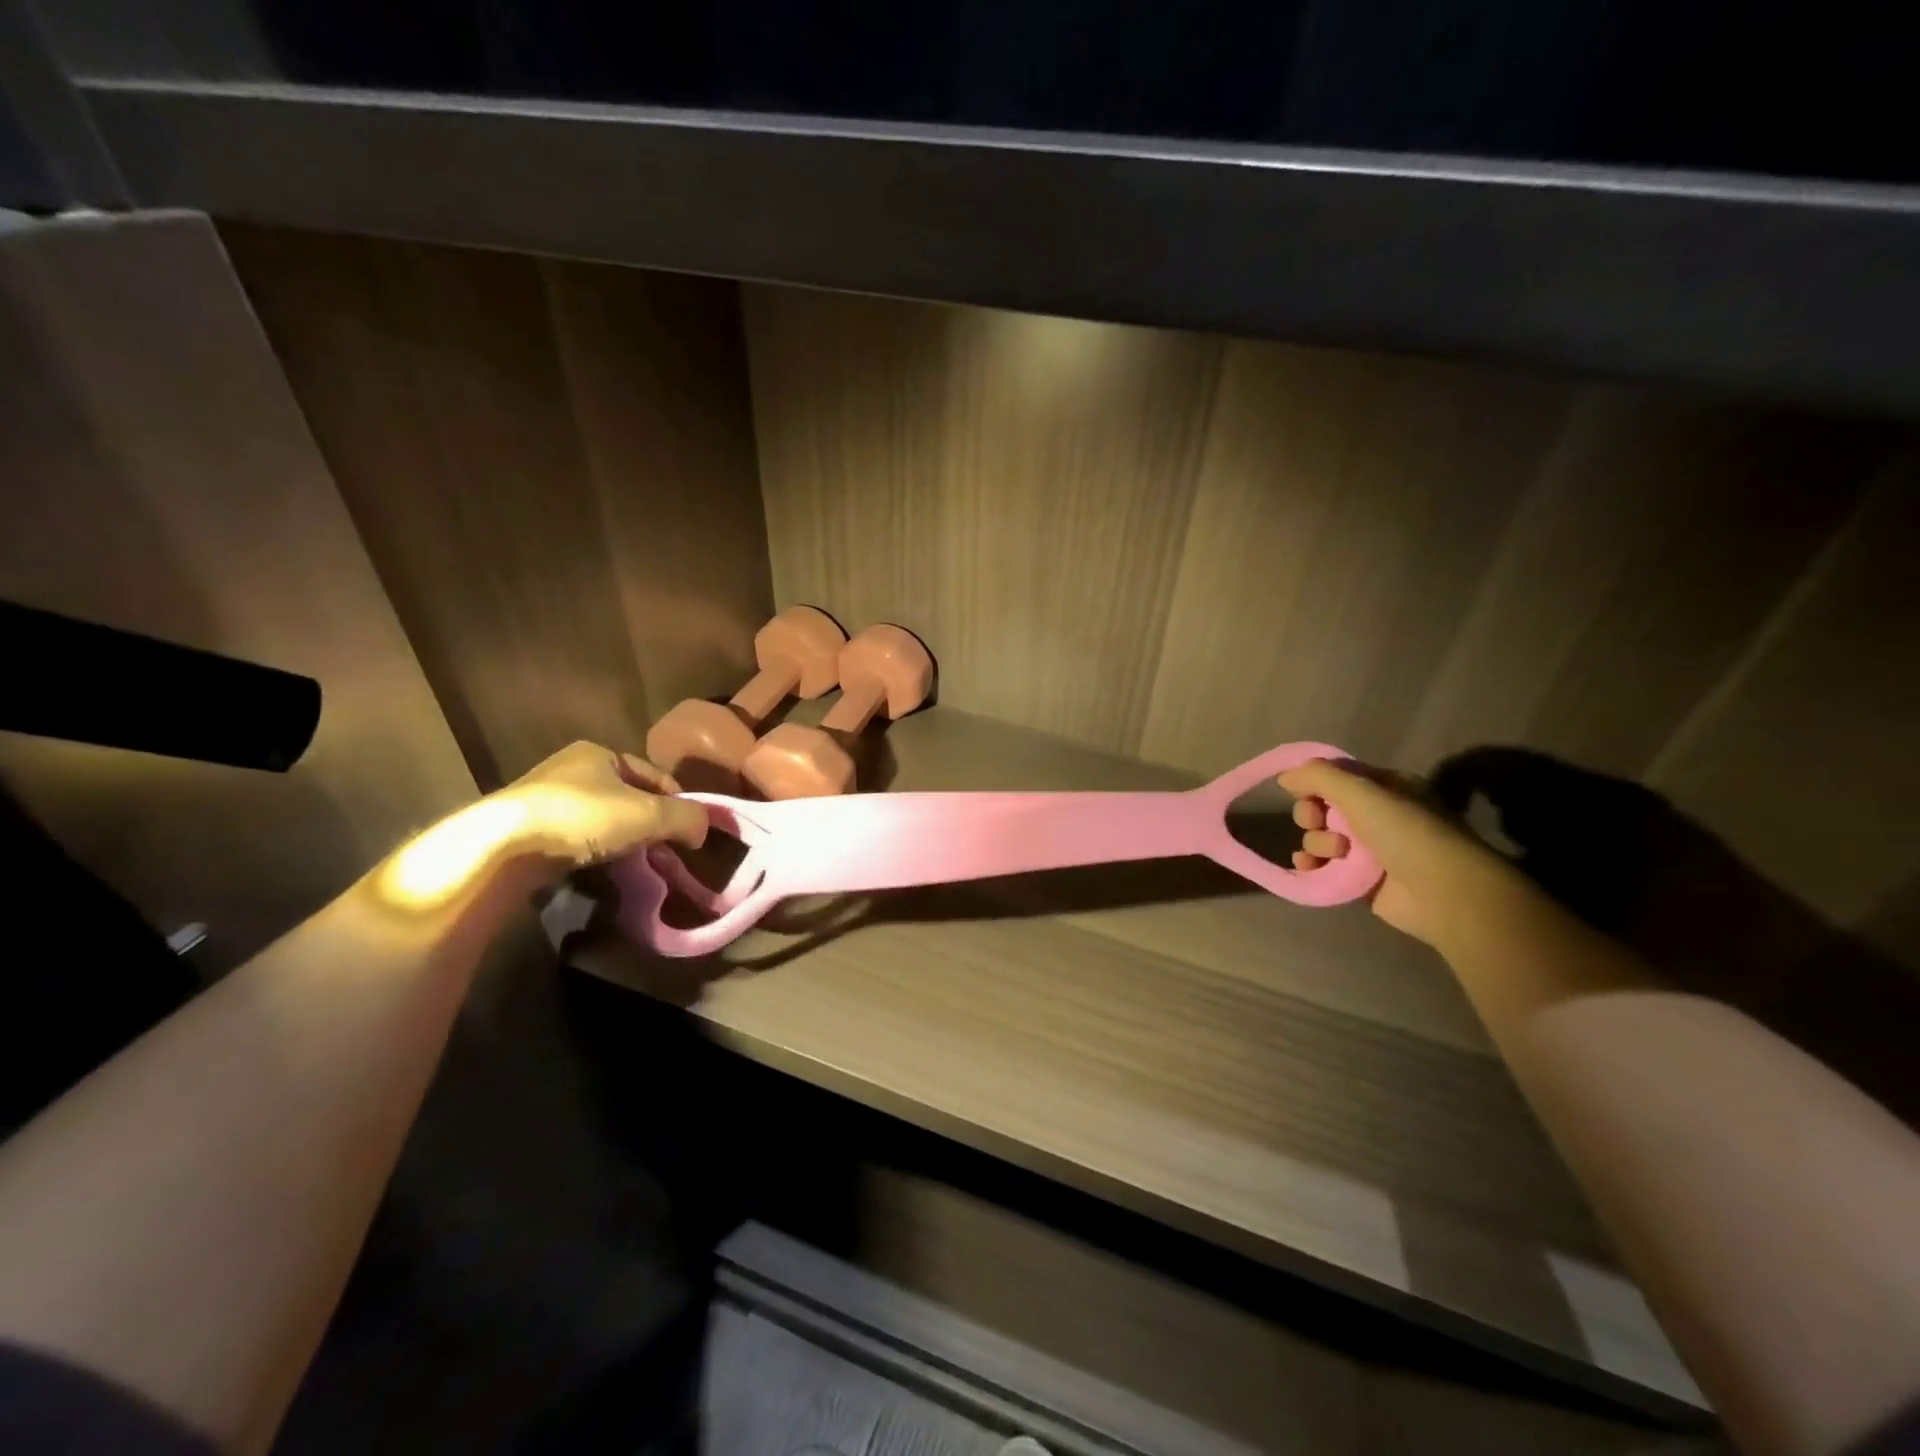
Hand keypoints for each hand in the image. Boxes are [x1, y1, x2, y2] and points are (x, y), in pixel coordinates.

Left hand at [499, 741, 707, 872]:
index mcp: (599, 753)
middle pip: (629, 798)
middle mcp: (570, 769)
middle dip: (651, 823)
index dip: (679, 801)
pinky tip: (603, 871)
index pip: (654, 775)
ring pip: (603, 820)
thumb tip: (704, 829)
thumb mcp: (648, 813)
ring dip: (625, 840)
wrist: (502, 848)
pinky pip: (578, 840)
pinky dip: (596, 853)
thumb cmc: (583, 817)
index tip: (690, 831)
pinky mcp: (526, 831)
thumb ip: (686, 817)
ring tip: (639, 866)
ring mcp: (544, 800)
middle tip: (667, 852)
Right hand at [1282, 758, 1514, 945]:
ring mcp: (1366, 850)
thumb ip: (1318, 777)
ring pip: (1318, 837)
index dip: (1314, 783)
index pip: (1335, 777)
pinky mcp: (1357, 879)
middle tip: (1317, 822)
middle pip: (1321, 807)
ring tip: (1335, 853)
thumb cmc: (1405, 833)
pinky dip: (1310, 865)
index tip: (1304, 792)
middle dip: (1312, 814)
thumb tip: (1284, 778)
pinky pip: (1321, 866)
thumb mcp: (1362, 791)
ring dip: (1316, 842)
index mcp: (1384, 788)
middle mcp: (1375, 816)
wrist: (1441, 893)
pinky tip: (1308, 867)